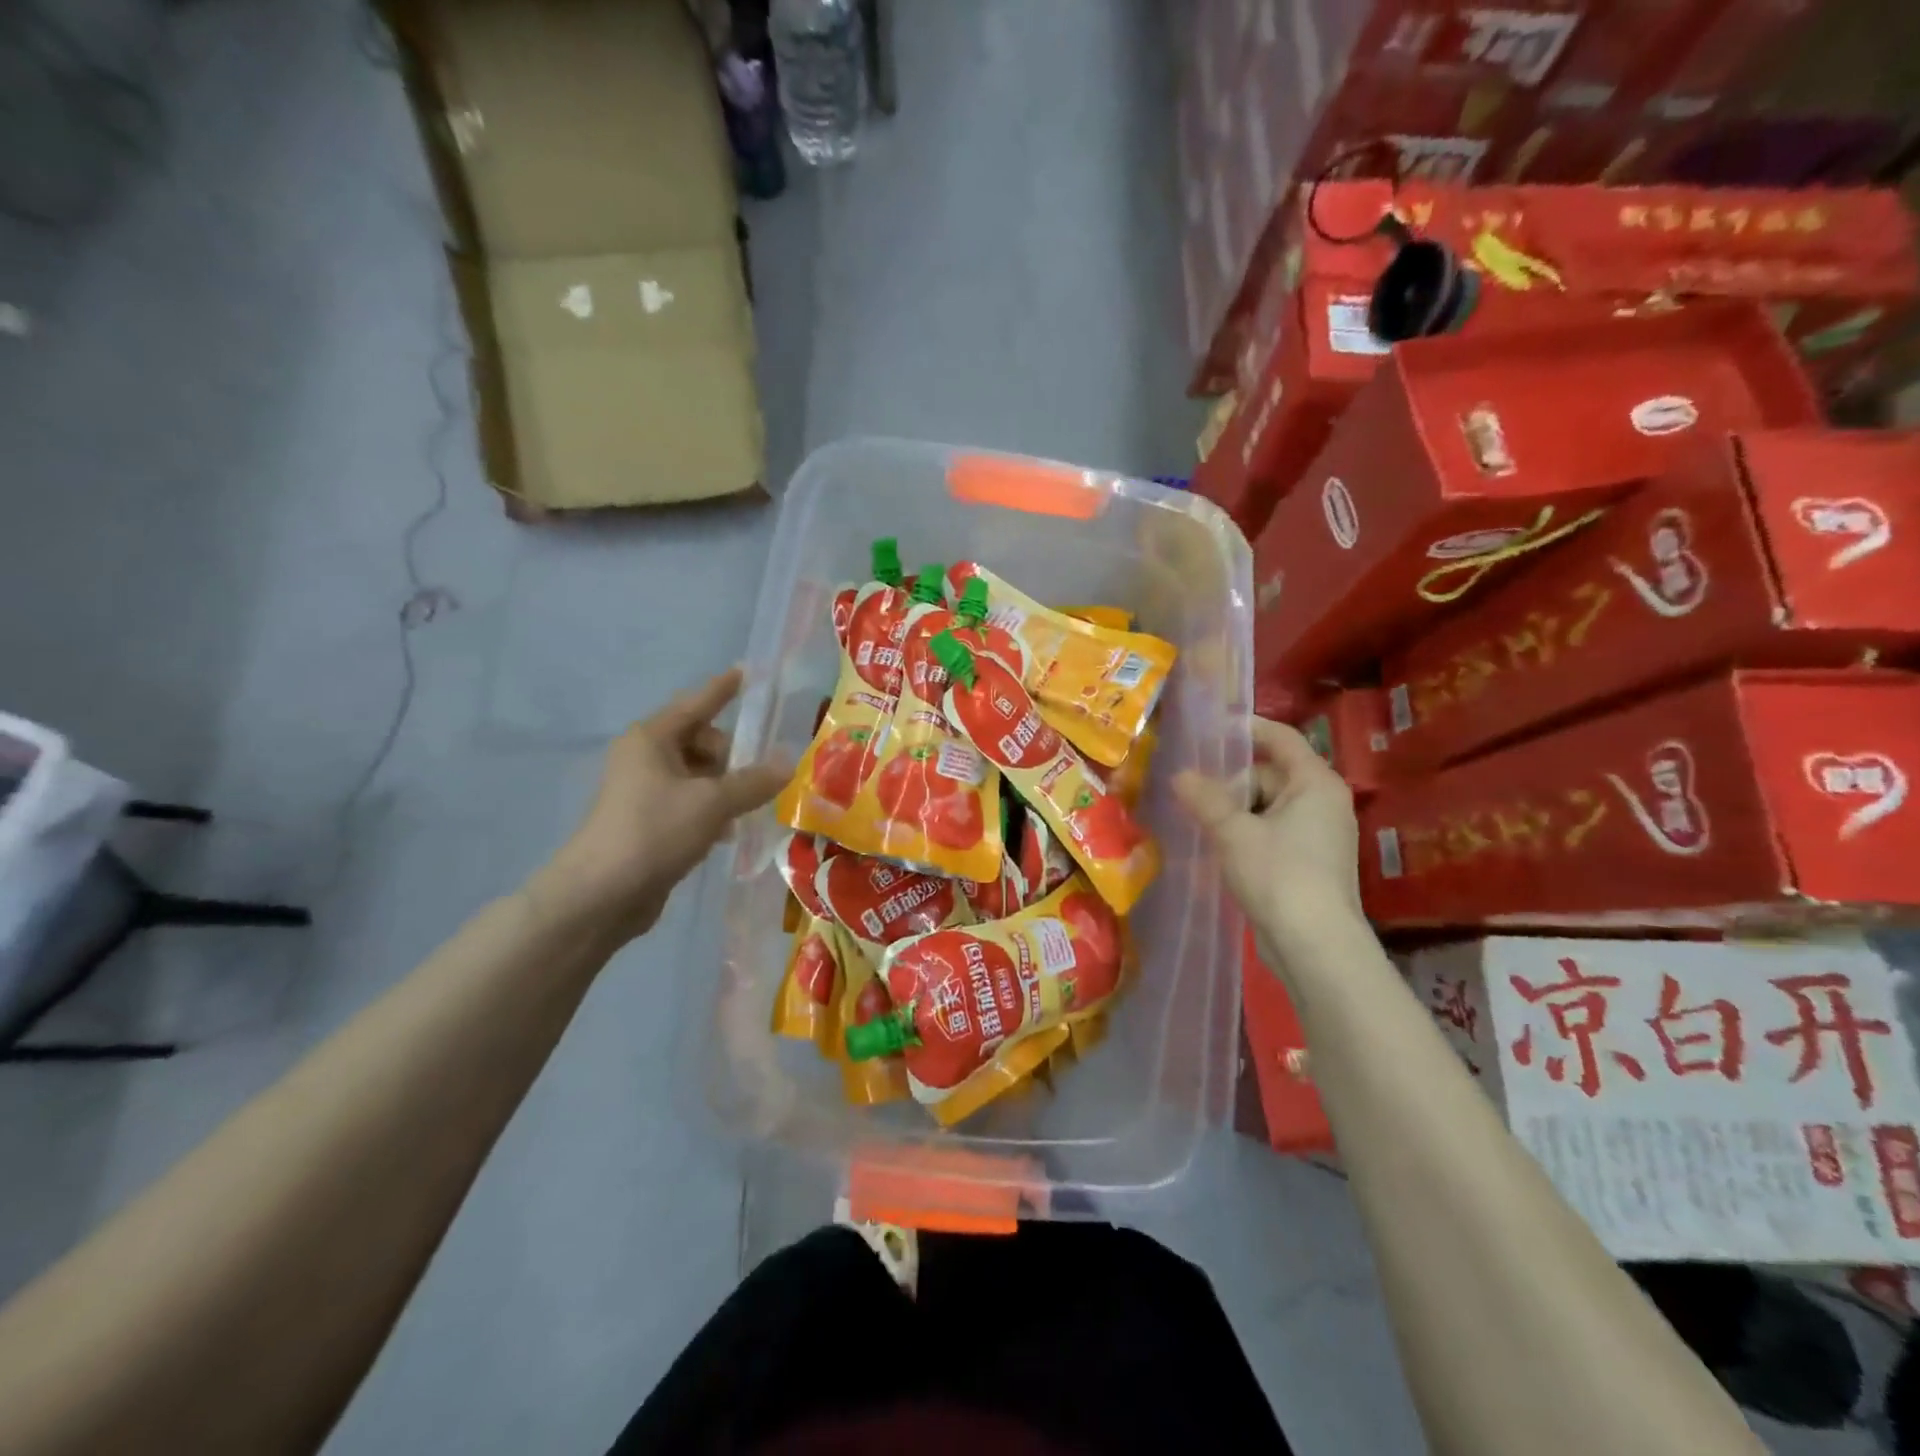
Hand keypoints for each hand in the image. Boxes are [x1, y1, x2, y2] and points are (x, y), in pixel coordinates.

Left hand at [534, 668, 789, 942]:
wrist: (601, 895)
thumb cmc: (654, 832)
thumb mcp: (712, 803)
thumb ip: (753, 781)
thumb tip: (788, 763)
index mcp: (652, 739)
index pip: (697, 703)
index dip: (724, 688)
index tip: (746, 671)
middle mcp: (646, 758)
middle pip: (702, 741)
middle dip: (732, 756)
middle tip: (754, 781)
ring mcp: (645, 791)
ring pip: (699, 775)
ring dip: (725, 788)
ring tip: (748, 809)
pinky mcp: (649, 823)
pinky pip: (691, 803)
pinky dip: (712, 811)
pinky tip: (727, 833)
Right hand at [1174, 718, 1362, 951]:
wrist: (1315, 947)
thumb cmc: (1279, 876)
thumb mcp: (1234, 831)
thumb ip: (1205, 798)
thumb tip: (1180, 775)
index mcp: (1315, 783)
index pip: (1281, 738)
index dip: (1246, 728)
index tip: (1208, 727)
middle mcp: (1322, 803)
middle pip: (1270, 773)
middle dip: (1230, 779)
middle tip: (1188, 783)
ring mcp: (1317, 835)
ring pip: (1267, 806)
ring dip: (1233, 809)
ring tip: (1193, 814)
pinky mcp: (1308, 863)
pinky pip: (1271, 832)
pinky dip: (1244, 832)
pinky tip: (1214, 844)